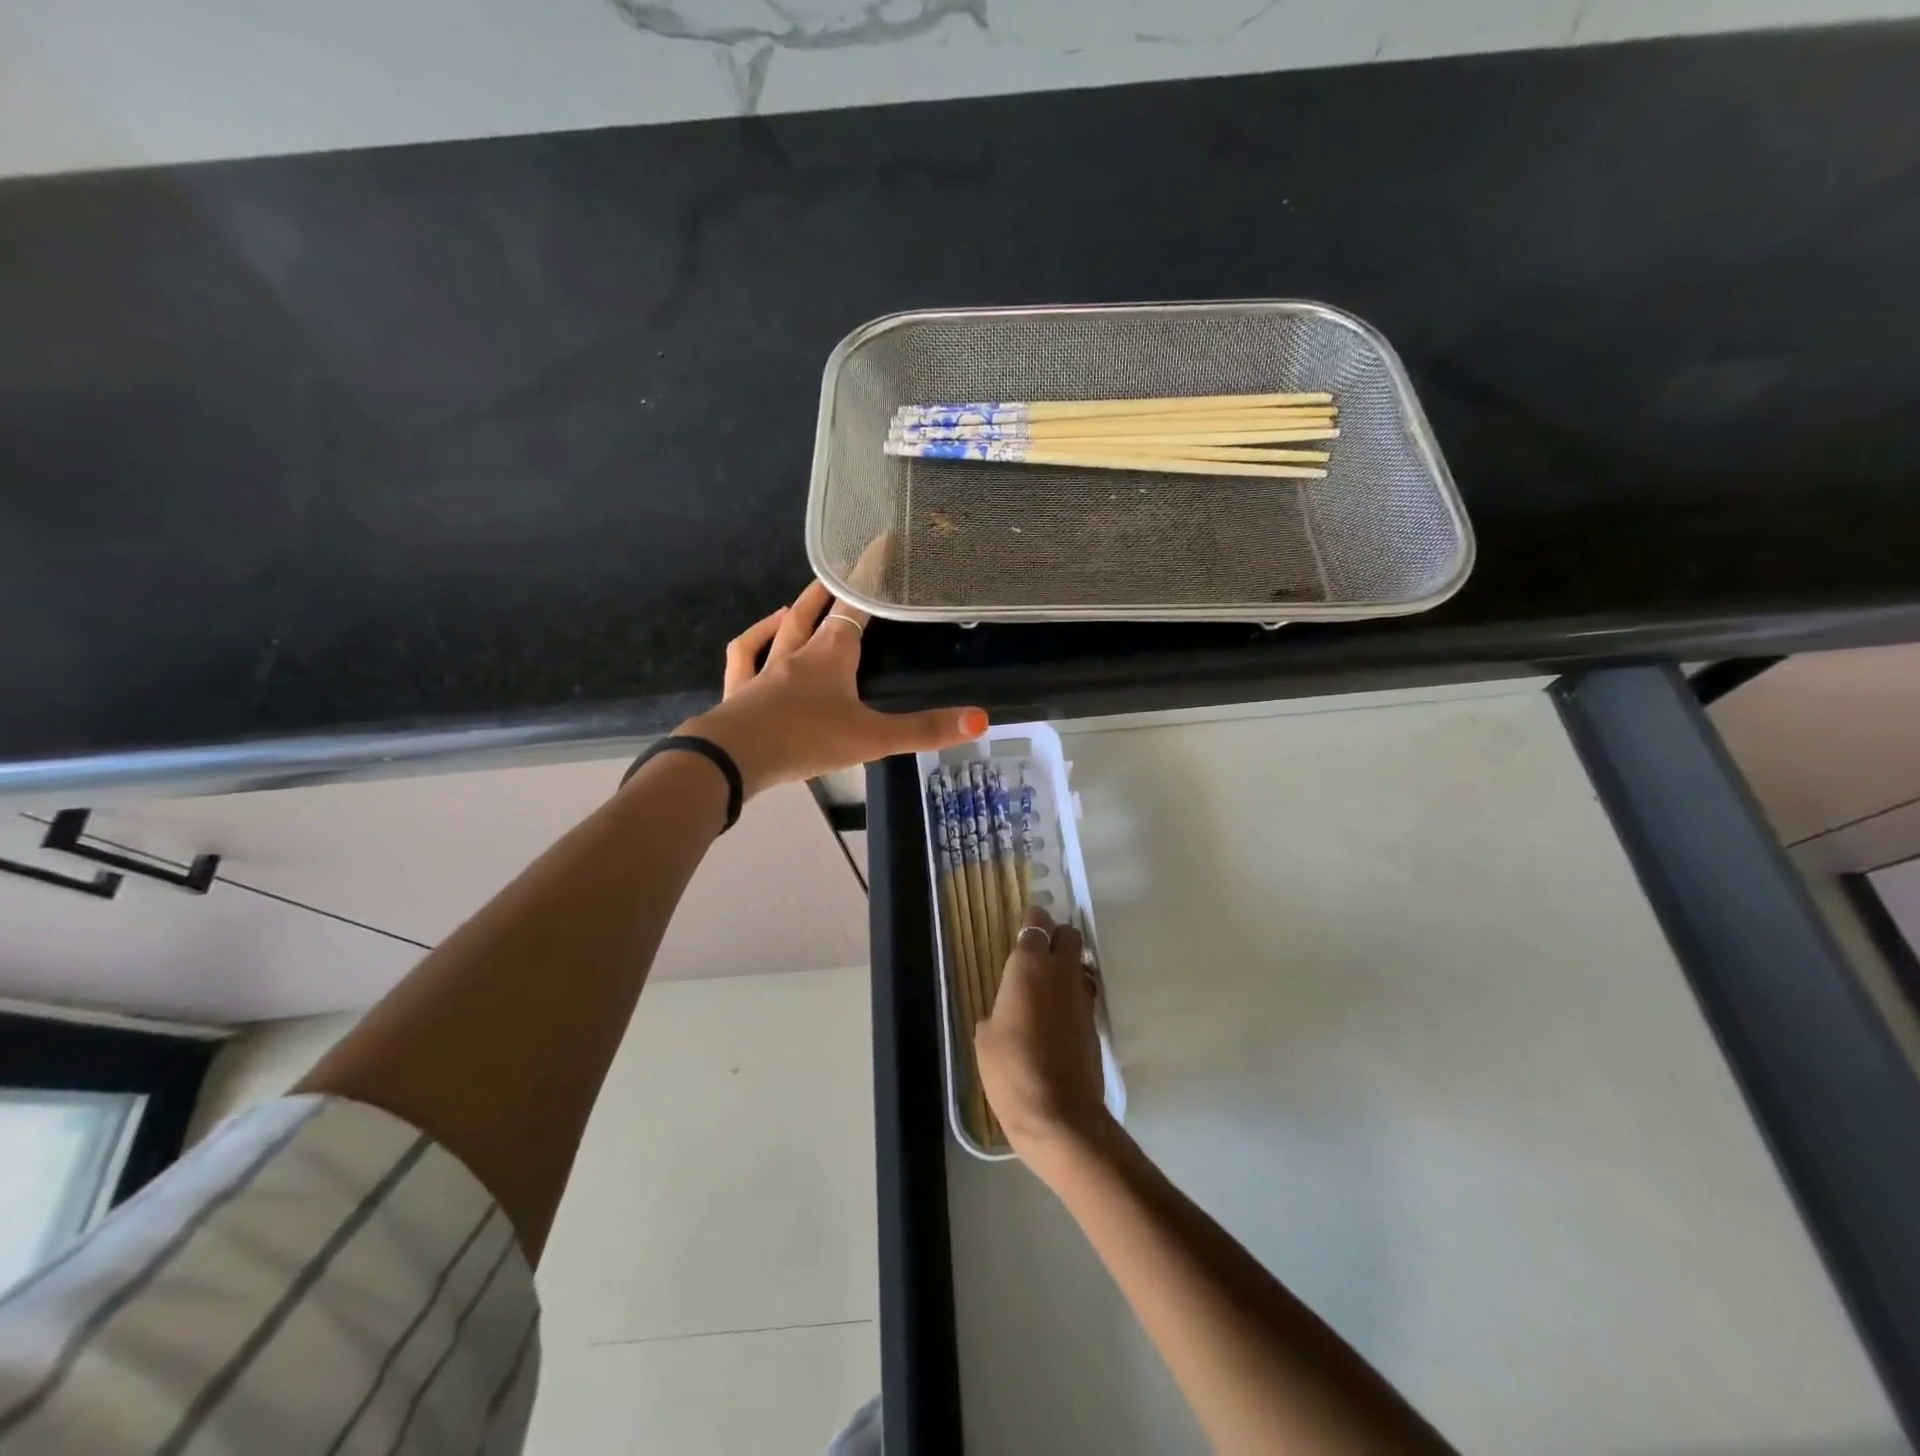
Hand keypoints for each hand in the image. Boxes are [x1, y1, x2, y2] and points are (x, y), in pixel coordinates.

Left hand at [678, 581, 987, 798]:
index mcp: (832, 655)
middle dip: (833, 590)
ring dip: (795, 612)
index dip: (871, 579)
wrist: (734, 758)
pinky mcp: (742, 692)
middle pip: (817, 612)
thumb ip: (924, 730)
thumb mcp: (872, 738)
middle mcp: (798, 653)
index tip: (881, 546)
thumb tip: (980, 719)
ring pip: (782, 630)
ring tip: (802, 601)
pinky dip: (756, 639)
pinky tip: (763, 636)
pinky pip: (746, 657)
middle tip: (844, 570)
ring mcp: (765, 671)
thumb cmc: (806, 739)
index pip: (856, 608)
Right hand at [976, 907, 1110, 1161]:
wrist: (1059, 1115)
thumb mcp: (986, 1037)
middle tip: (1037, 954)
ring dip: (1066, 967)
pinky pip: (1083, 994)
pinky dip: (1072, 996)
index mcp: (1029, 966)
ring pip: (1080, 964)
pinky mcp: (1094, 1022)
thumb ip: (997, 1009)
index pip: (1037, 923)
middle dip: (1056, 937)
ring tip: (1045, 988)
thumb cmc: (1012, 1069)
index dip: (1031, 922)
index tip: (1022, 929)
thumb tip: (1005, 1011)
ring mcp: (1082, 997)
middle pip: (1068, 934)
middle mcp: (1061, 972)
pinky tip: (1056, 1018)